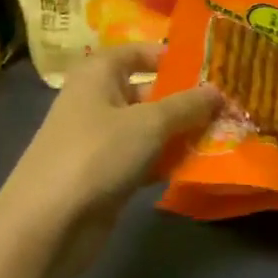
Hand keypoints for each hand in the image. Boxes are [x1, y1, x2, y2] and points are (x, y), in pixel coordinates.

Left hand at [2, 44, 221, 228]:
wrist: (47, 225)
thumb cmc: (97, 155)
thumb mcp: (149, 123)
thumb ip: (187, 105)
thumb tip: (217, 90)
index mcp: (99, 74)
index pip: (139, 52)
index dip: (173, 57)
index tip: (212, 67)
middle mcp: (97, 100)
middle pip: (149, 92)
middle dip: (186, 100)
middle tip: (230, 105)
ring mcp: (100, 140)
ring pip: (149, 128)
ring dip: (181, 133)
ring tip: (225, 135)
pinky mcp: (106, 174)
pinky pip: (144, 158)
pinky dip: (166, 161)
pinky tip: (199, 166)